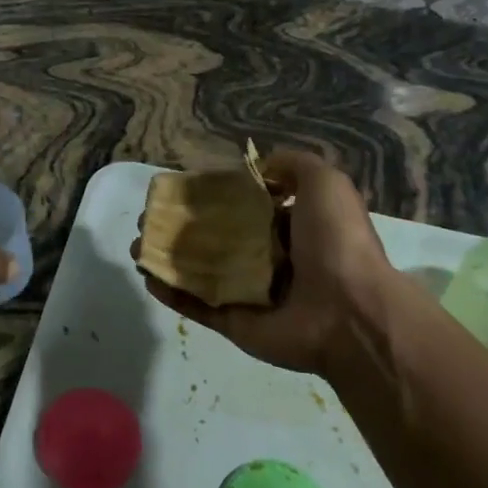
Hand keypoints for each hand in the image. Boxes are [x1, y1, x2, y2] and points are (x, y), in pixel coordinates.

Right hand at [136, 149, 392, 375]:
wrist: (349, 312)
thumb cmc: (337, 242)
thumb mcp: (326, 183)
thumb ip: (293, 165)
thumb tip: (259, 167)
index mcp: (290, 228)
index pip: (243, 207)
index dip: (212, 196)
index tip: (181, 188)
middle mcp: (268, 259)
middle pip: (214, 238)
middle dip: (180, 227)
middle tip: (150, 217)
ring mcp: (248, 293)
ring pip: (198, 270)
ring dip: (166, 256)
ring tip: (138, 243)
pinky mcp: (234, 322)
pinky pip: (196, 305)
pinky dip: (170, 291)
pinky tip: (146, 274)